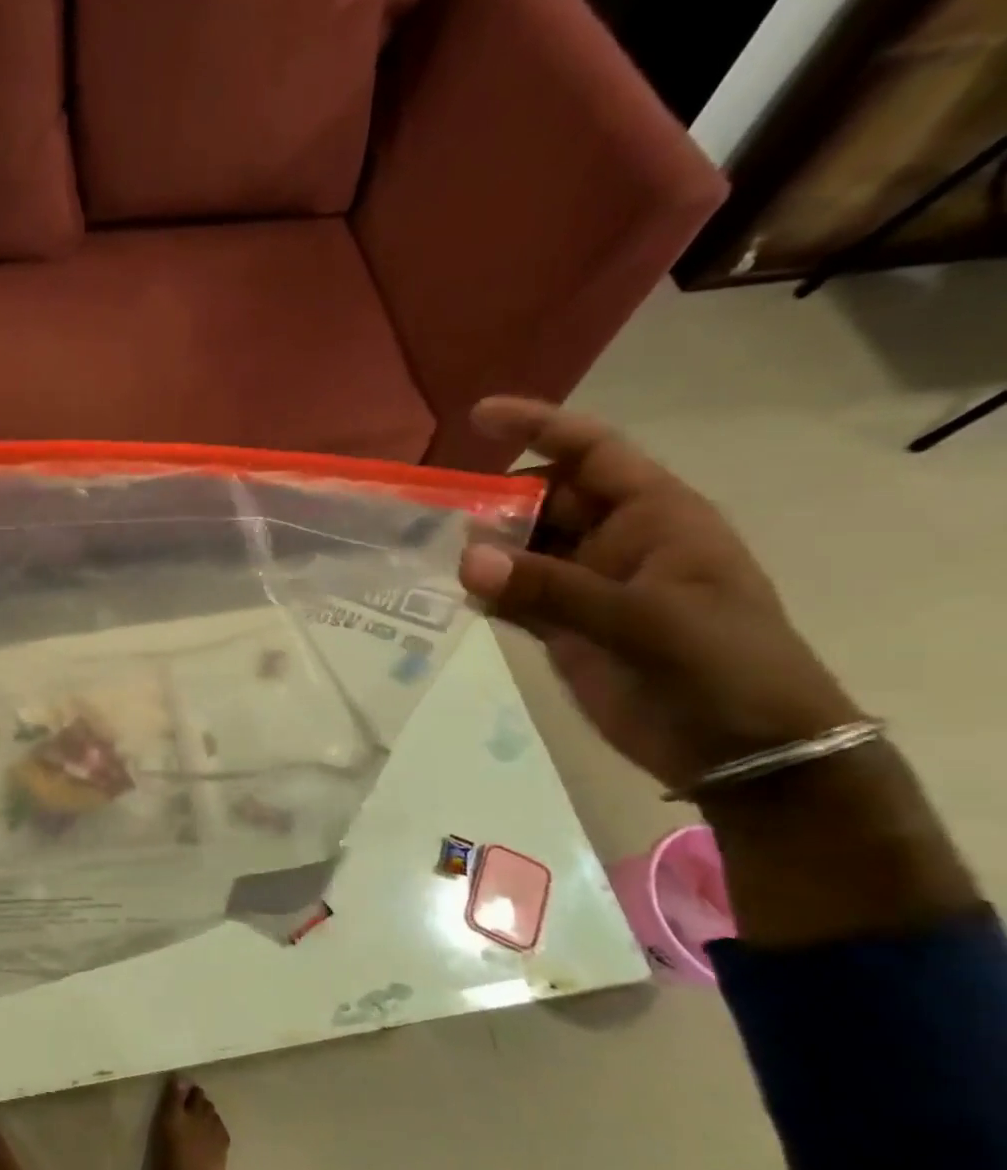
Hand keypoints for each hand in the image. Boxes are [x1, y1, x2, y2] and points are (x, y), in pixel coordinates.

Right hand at [457, 399, 861, 790]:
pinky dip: (483, 591)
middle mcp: (616, 542)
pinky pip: (513, 595)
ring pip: (522, 549)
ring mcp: (587, 586)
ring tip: (427, 551)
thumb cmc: (719, 667)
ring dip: (481, 549)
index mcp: (655, 517)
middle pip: (545, 500)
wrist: (743, 752)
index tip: (479, 417)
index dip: (540, 427)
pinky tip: (450, 591)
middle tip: (434, 512)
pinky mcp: (564, 627)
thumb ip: (550, 588)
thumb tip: (465, 558)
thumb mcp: (643, 621)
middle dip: (494, 500)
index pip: (593, 452)